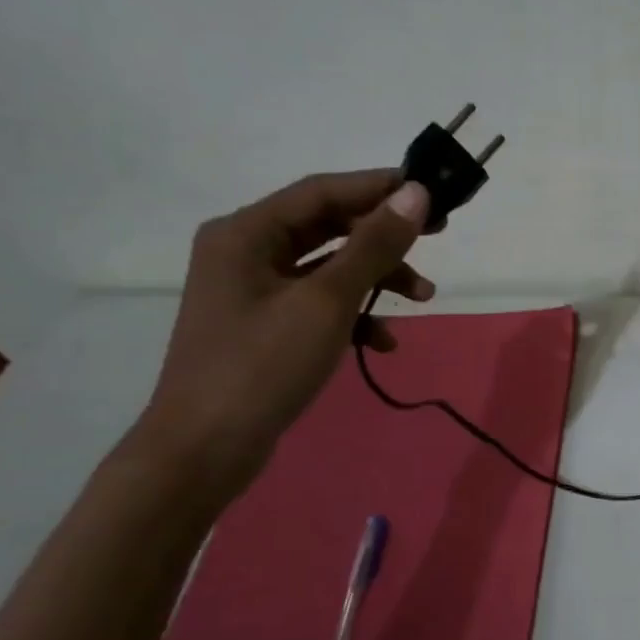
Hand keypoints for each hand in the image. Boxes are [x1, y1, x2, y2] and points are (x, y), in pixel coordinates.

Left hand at [138, 171, 433, 486]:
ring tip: (422, 298)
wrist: (204, 451)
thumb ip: (373, 245)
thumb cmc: (262, 366)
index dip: (380, 188)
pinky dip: (354, 316)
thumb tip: (416, 194)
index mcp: (246, 233)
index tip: (432, 193)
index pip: (322, 192)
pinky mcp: (267, 326)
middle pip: (328, 227)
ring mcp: (255, 291)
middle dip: (384, 237)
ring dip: (377, 279)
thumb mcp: (327, 302)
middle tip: (435, 236)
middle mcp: (246, 251)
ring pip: (329, 268)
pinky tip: (381, 342)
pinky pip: (320, 304)